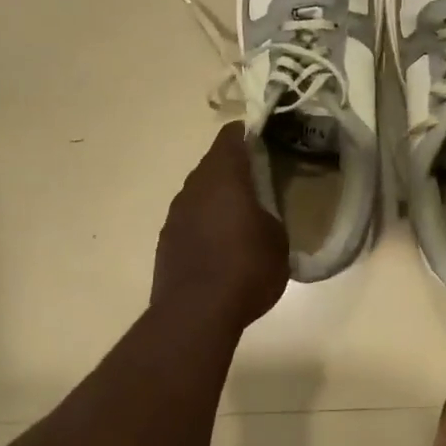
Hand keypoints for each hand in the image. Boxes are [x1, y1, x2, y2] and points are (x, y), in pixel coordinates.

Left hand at [153, 123, 289, 329]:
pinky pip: (190, 221)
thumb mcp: (278, 241)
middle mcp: (194, 188)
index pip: (231, 137)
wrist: (196, 313)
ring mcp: (175, 215)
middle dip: (236, 169)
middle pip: (214, 165)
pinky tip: (221, 247)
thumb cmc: (246, 269)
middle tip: (262, 180)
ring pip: (200, 194)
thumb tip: (260, 217)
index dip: (249, 132)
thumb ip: (269, 217)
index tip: (267, 138)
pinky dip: (206, 225)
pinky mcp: (167, 242)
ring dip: (219, 199)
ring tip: (242, 217)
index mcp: (223, 177)